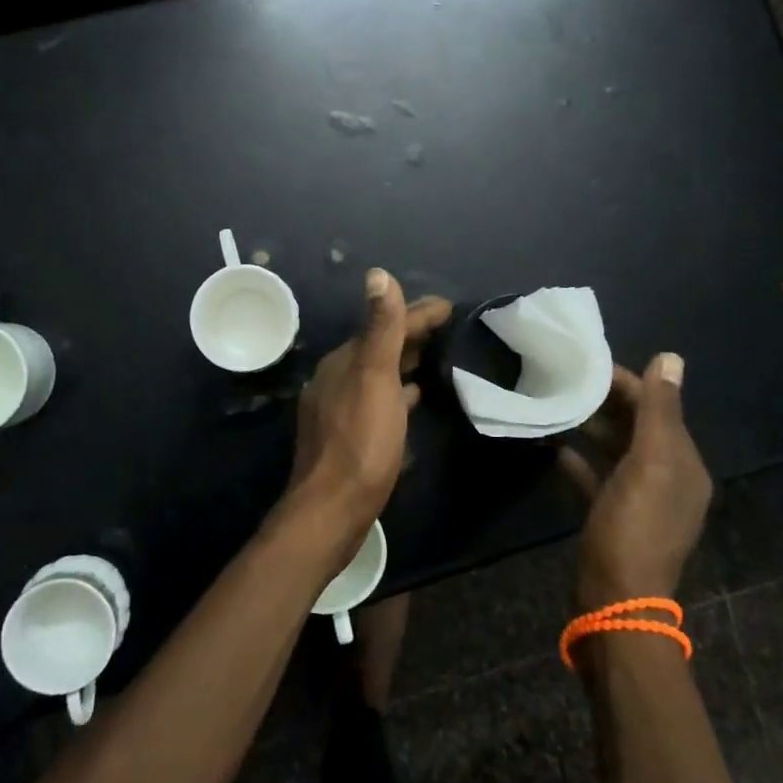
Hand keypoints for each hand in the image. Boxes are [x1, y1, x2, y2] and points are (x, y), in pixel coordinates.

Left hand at [288, 269, 451, 550]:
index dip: (418, 312)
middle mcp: (337, 378)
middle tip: (450, 329)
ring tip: (437, 358)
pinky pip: (378, 399)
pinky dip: (397, 392)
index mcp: (344, 360)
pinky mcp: (347, 435)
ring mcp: (339, 407)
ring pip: (379, 373)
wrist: (332, 509)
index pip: (385, 324)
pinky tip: (413, 399)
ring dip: (405, 362)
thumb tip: (377, 274)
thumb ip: (381, 328)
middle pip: (380, 346)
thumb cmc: (360, 441)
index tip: (450, 306)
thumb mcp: (375, 378)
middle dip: (412, 334)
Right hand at [559, 353, 712, 611]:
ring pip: (616, 449)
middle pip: (637, 426)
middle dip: (606, 401)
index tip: (587, 364)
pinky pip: (598, 476)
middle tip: (565, 379)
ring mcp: (640, 499)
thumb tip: (671, 357)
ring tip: (556, 404)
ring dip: (591, 427)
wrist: (615, 598)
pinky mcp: (613, 516)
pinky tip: (554, 447)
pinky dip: (580, 459)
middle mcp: (667, 478)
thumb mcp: (650, 463)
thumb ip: (658, 410)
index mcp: (683, 463)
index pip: (658, 406)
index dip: (628, 382)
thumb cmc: (634, 525)